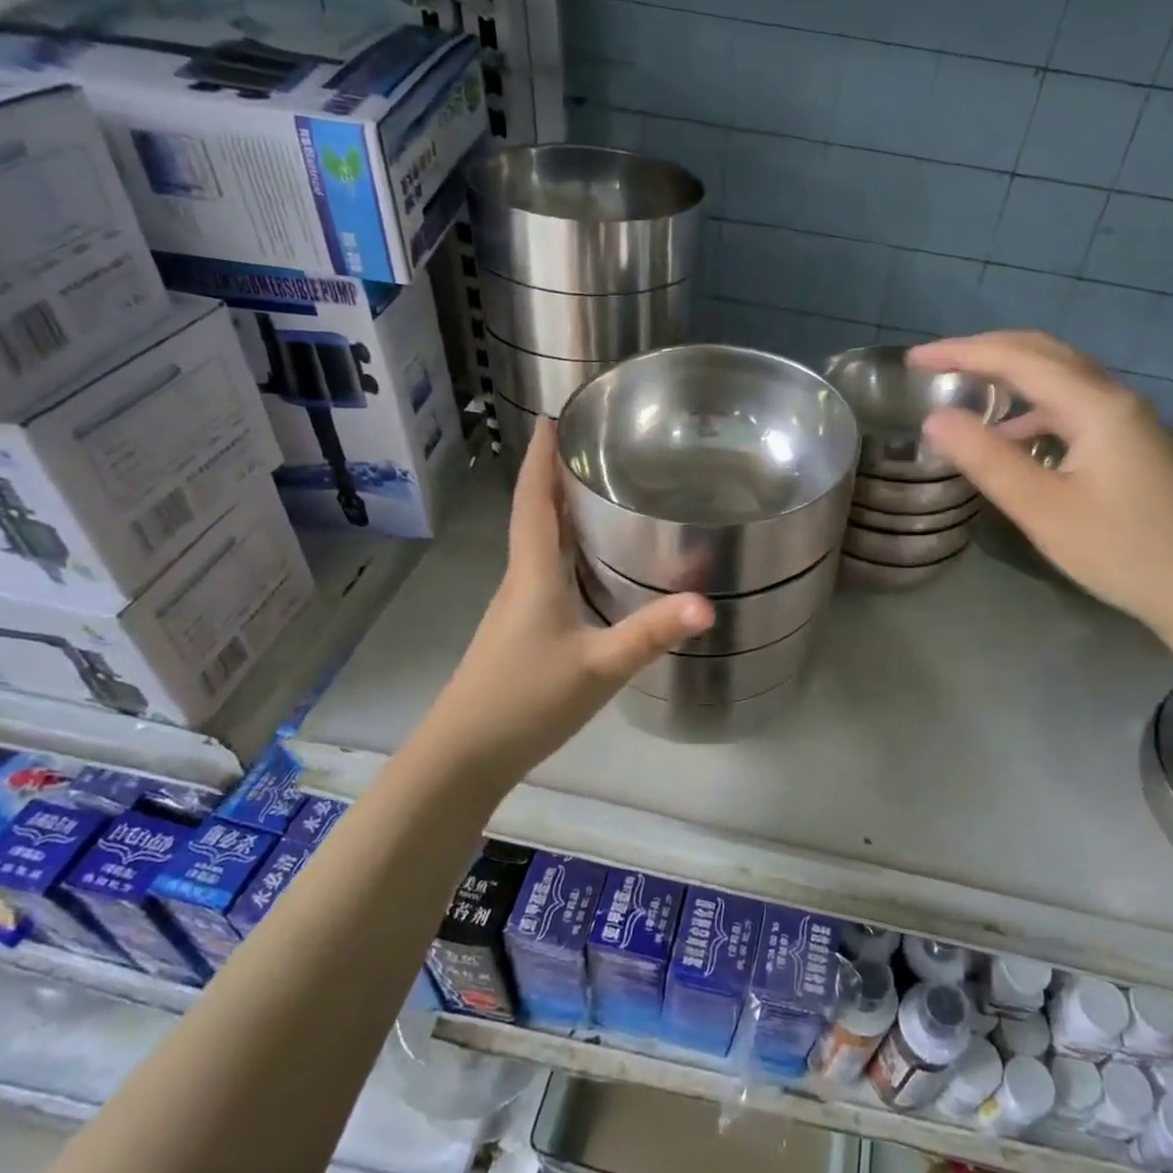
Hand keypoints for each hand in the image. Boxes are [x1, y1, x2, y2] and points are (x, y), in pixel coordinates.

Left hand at [423, 419, 712, 772]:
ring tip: (595, 491)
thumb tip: (707, 604)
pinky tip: (587, 564)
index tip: (551, 416)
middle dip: (557, 476)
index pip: (534, 500)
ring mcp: (516, 609)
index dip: (541, 457)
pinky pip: (542, 573)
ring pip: (538, 545)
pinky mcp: (519, 633)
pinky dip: (562, 550)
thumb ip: (651, 634)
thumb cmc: (526, 700)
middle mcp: (520, 581)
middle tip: (592, 446)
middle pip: (535, 515)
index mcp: (532, 574)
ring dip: (559, 512)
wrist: (464, 755)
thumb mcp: (598, 667)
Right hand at [910, 331, 1172, 637]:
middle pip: (1043, 353)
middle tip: (935, 363)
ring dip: (1010, 374)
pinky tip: (1012, 436)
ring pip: (1060, 377)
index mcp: (1095, 405)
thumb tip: (934, 419)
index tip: (913, 359)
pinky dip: (1032, 407)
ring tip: (965, 389)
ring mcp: (1127, 420)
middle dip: (985, 350)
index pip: (1017, 359)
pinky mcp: (1130, 444)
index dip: (961, 353)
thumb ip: (987, 460)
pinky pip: (1072, 405)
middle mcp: (1114, 399)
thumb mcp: (1043, 509)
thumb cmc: (1121, 551)